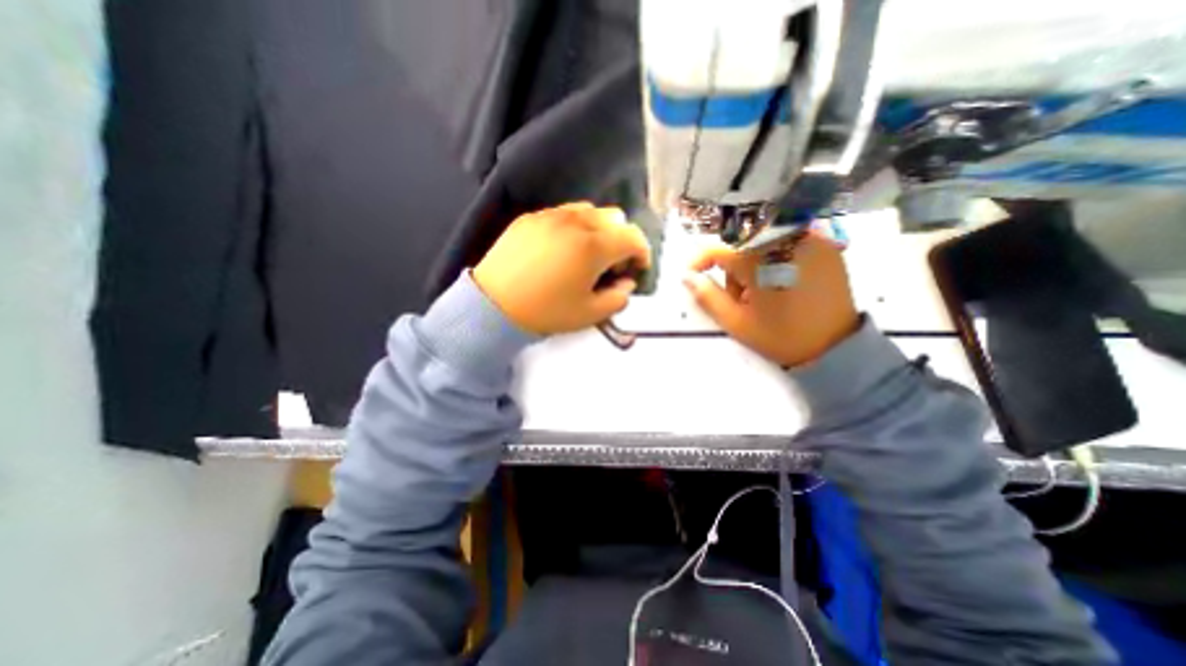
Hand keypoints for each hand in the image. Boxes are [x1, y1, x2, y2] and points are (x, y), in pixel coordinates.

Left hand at [474, 202, 646, 334]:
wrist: (494, 304)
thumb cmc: (547, 311)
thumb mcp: (590, 314)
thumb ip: (618, 298)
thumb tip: (627, 283)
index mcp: (594, 246)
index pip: (633, 237)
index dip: (642, 253)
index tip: (637, 269)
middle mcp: (576, 222)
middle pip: (615, 217)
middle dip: (621, 239)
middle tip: (610, 264)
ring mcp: (551, 216)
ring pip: (589, 210)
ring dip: (599, 229)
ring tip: (586, 253)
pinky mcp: (531, 218)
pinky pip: (563, 213)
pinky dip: (574, 226)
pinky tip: (561, 248)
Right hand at [682, 231, 858, 370]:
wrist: (835, 347)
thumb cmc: (780, 336)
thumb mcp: (736, 322)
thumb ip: (707, 296)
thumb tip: (687, 276)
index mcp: (761, 261)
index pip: (720, 249)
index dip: (701, 260)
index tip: (693, 273)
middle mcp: (786, 241)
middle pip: (742, 246)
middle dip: (734, 270)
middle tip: (742, 298)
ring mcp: (810, 240)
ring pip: (763, 244)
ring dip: (755, 266)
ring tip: (764, 295)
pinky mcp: (826, 245)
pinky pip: (787, 244)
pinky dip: (776, 261)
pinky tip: (783, 284)